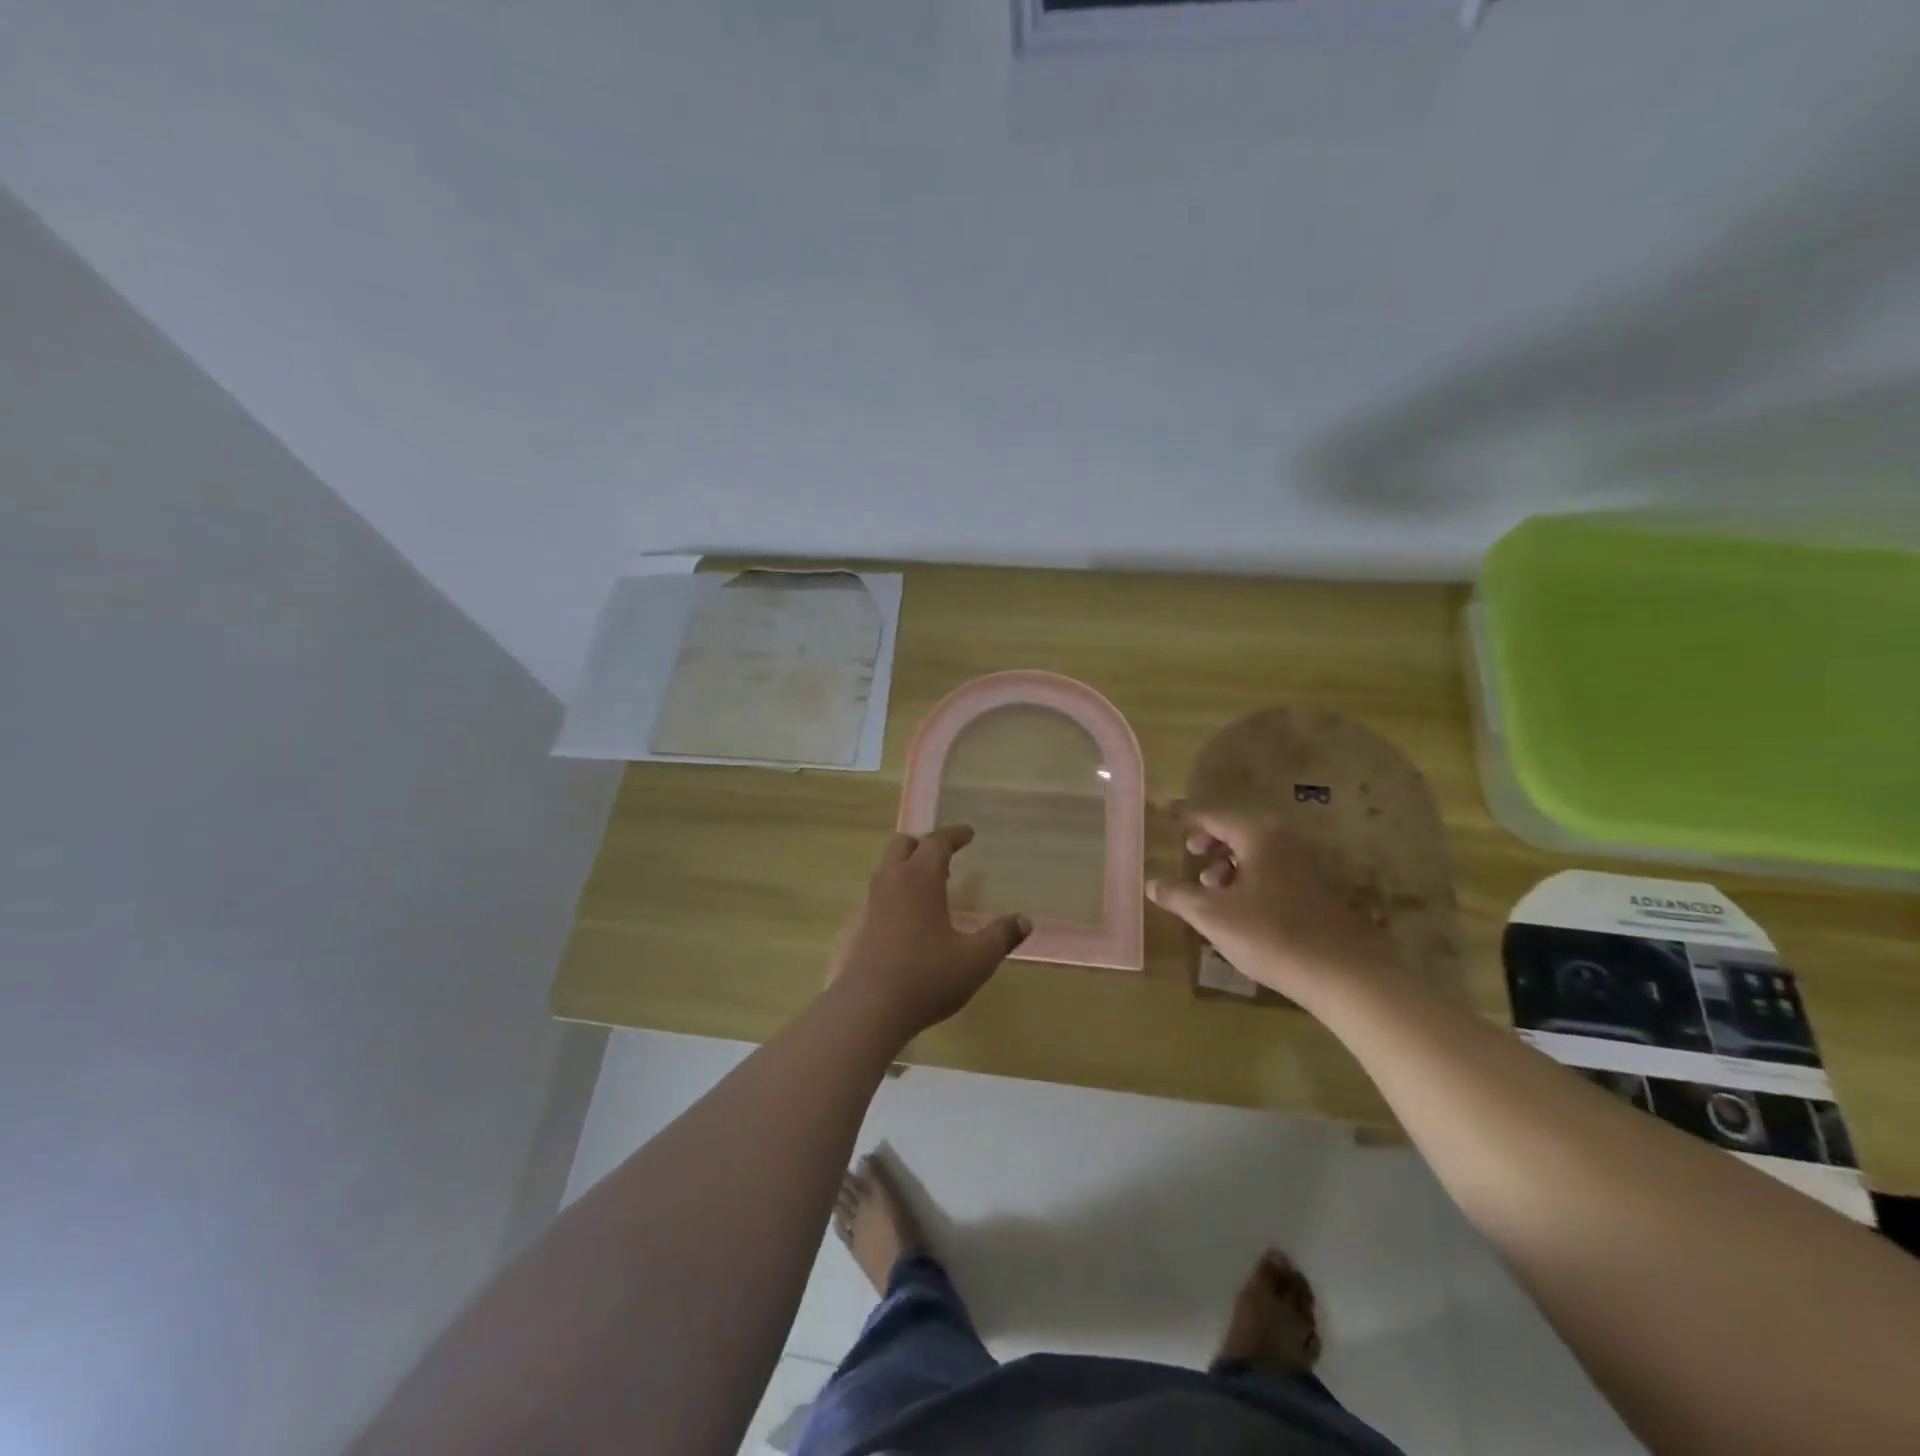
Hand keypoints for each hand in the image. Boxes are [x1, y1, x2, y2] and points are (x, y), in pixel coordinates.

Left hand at [829, 826, 1030, 1040]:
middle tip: (944, 855)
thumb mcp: (975, 960)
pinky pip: (878, 897)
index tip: (968, 833)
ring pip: (886, 870)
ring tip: (928, 887)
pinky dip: (895, 894)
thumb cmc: (926, 977)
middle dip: (923, 844)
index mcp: (919, 879)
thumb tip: (1024, 920)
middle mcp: (891, 883)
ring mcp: (870, 905)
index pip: (936, 842)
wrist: (867, 1010)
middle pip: (902, 845)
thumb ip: (1001, 936)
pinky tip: (907, 920)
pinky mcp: (858, 928)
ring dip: (906, 867)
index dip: (954, 835)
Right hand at [1146, 810, 1401, 1004]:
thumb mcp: (1213, 916)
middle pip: (1239, 828)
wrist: (1345, 973)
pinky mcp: (1318, 888)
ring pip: (1259, 850)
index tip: (1168, 815)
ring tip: (1211, 886)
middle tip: (1190, 852)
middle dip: (1211, 839)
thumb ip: (1179, 896)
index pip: (1213, 816)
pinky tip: (1241, 905)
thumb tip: (1152, 883)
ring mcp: (1306, 863)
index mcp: (1258, 835)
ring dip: (1231, 861)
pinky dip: (1251, 875)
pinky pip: (1275, 867)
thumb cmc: (1271, 934)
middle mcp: (1284, 839)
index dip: (1188, 817)